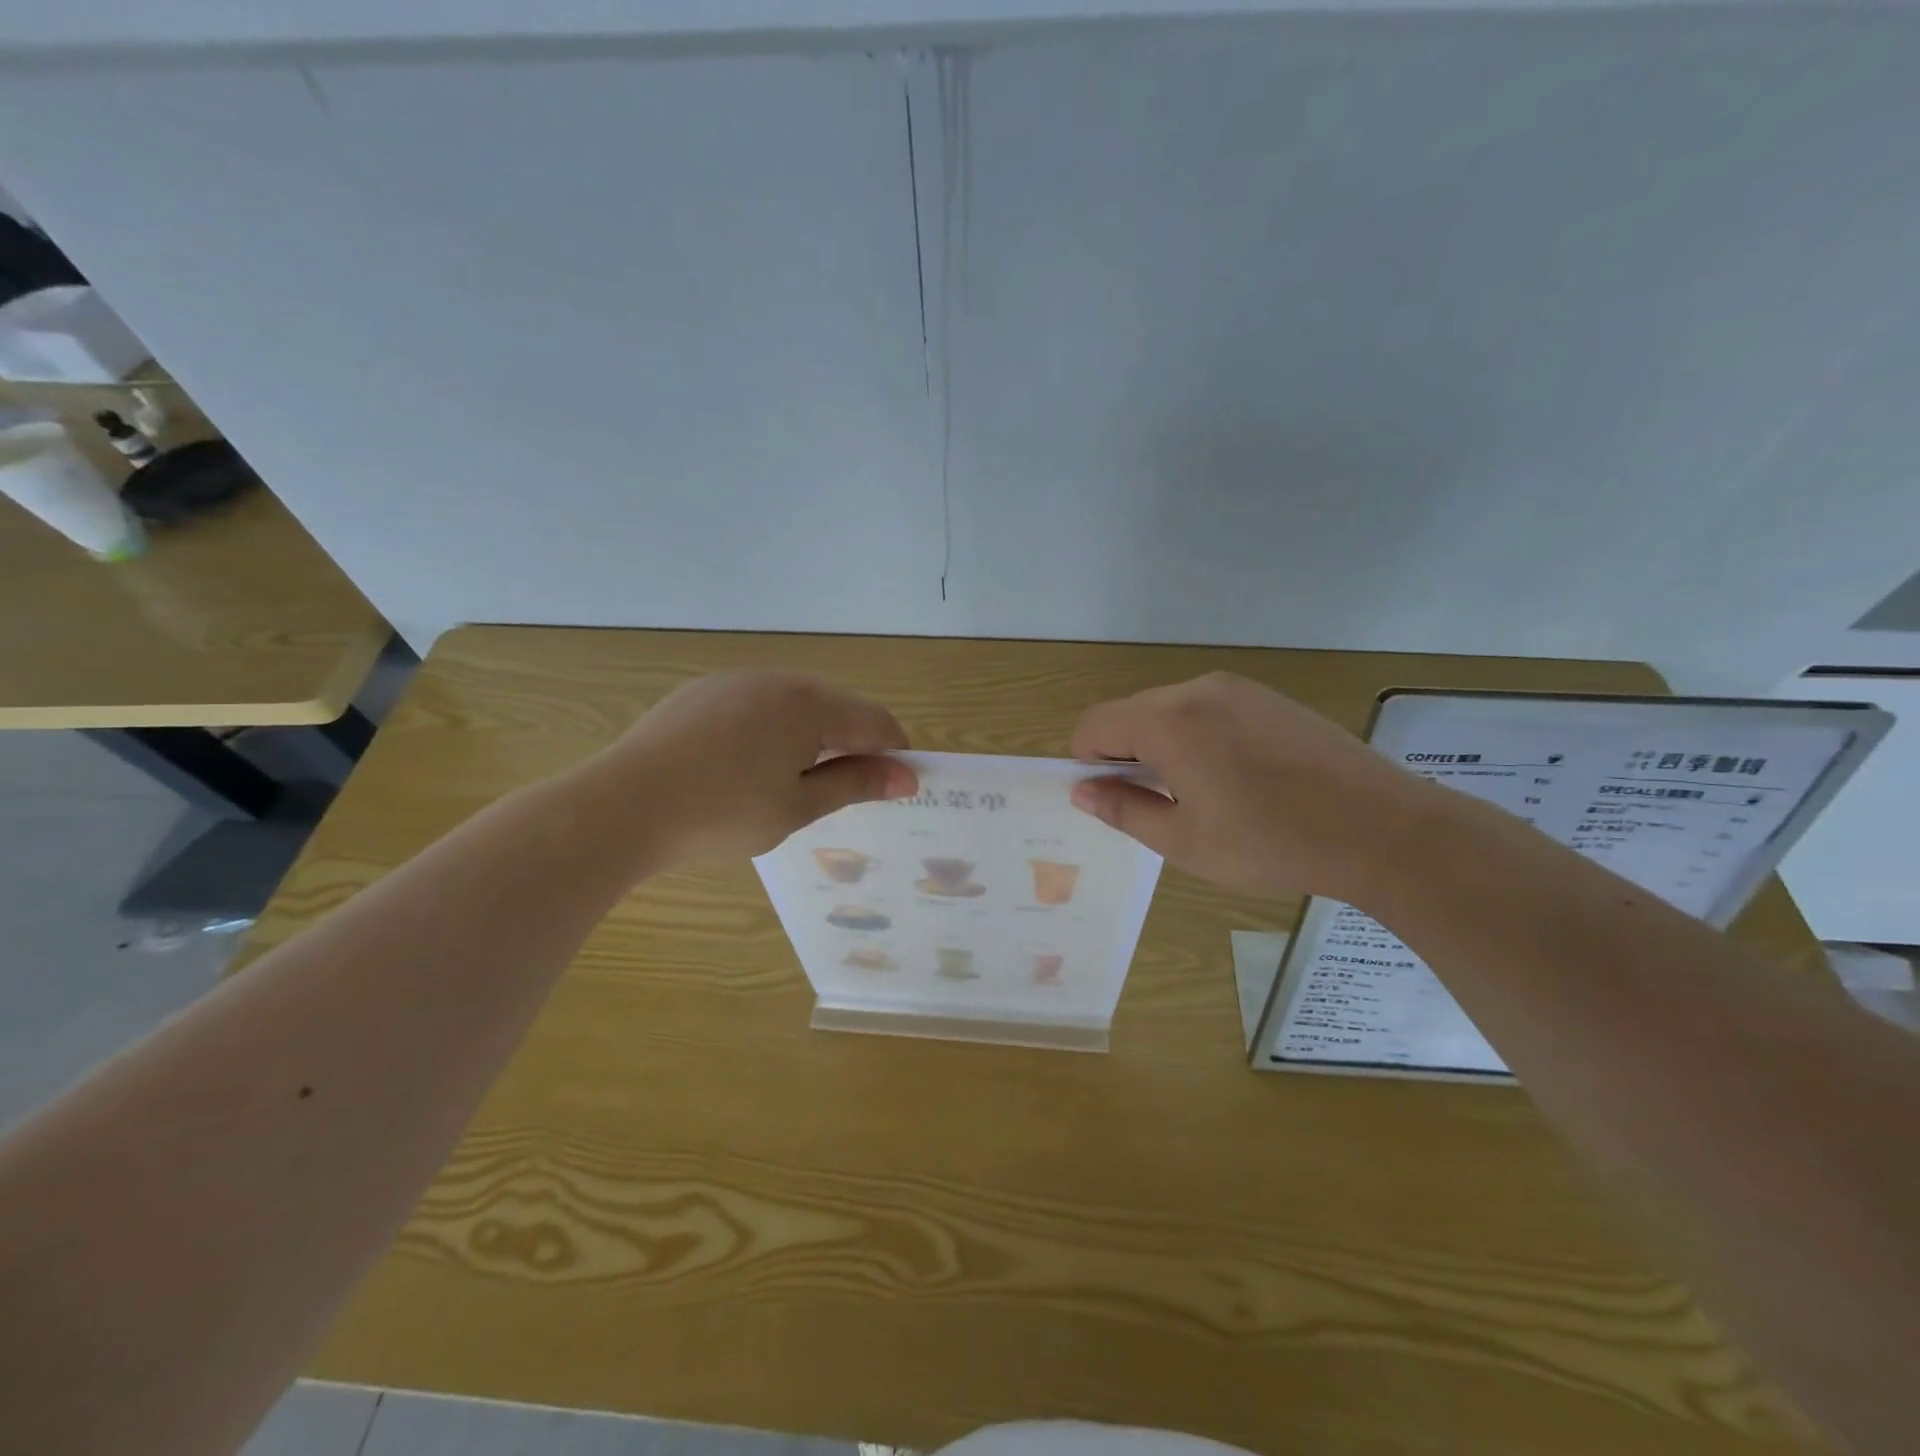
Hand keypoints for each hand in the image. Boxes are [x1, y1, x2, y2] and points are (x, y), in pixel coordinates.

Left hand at [593, 671, 917, 865]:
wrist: (621, 806)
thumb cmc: (721, 813)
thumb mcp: (797, 806)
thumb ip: (855, 784)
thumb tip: (906, 777)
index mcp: (809, 704)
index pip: (875, 721)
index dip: (894, 753)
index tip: (898, 787)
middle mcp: (777, 679)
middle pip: (837, 707)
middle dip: (852, 744)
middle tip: (844, 791)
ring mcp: (734, 681)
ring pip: (795, 704)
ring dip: (811, 736)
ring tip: (793, 782)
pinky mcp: (700, 692)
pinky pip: (756, 705)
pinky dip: (771, 730)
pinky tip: (747, 766)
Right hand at [1068, 672, 1442, 903]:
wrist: (1382, 828)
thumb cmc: (1270, 842)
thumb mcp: (1183, 840)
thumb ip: (1124, 809)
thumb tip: (1083, 790)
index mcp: (1167, 721)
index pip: (1094, 725)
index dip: (1086, 763)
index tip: (1111, 800)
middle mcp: (1197, 690)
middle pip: (1130, 714)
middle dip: (1125, 755)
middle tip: (1155, 805)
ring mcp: (1238, 689)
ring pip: (1170, 710)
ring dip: (1162, 746)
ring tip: (1200, 796)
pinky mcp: (1269, 698)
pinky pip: (1208, 710)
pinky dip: (1198, 738)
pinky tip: (1235, 779)